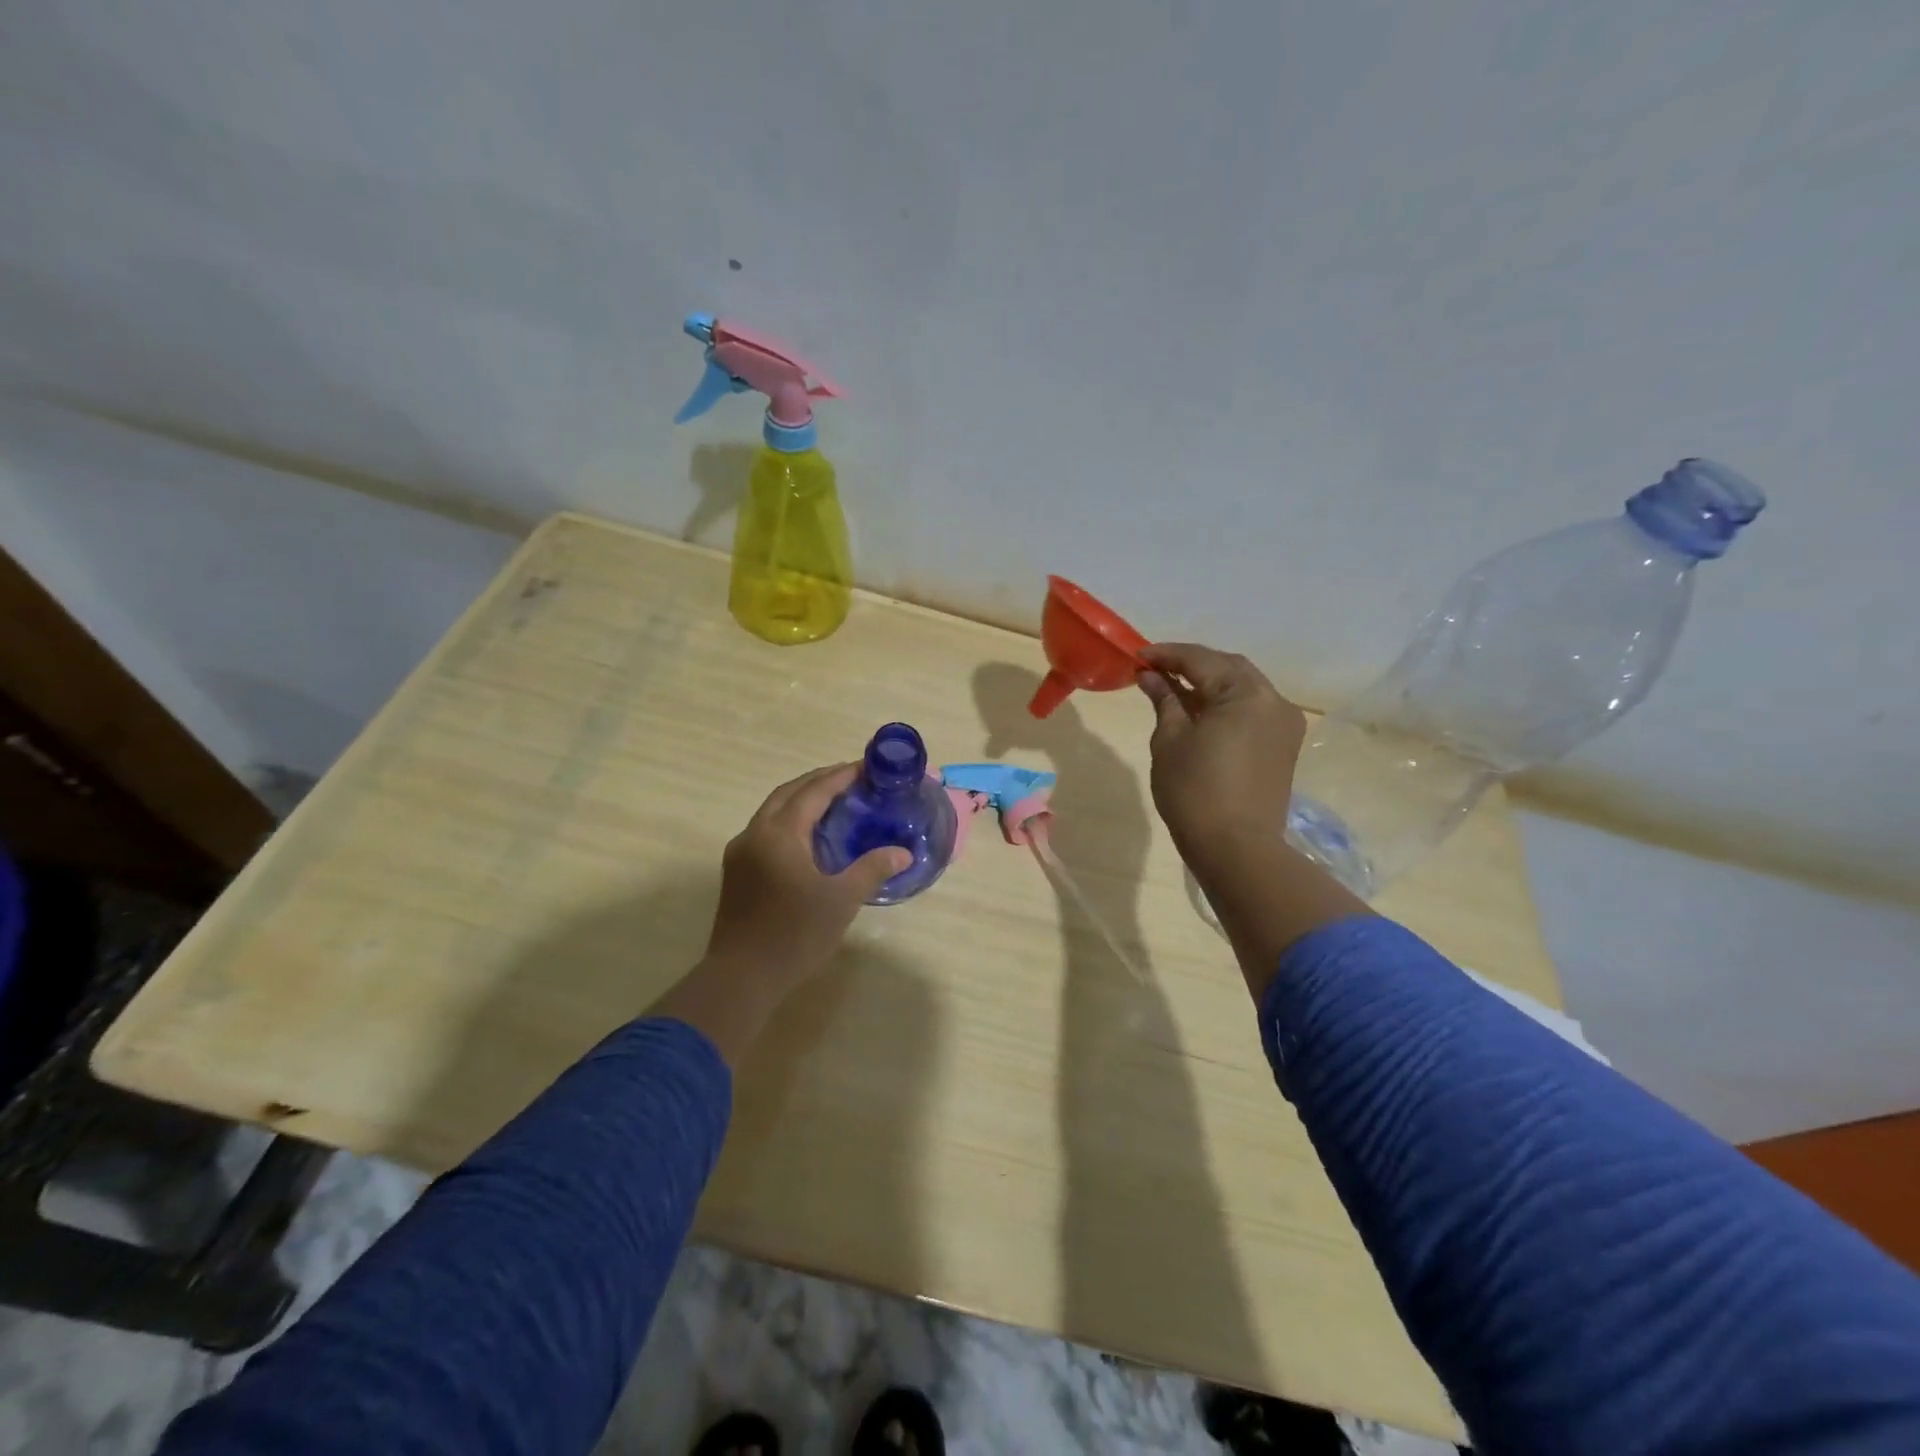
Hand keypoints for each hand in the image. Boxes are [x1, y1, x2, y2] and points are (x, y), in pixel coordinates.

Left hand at [654, 765, 909, 1064]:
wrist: (741, 977)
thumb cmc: (794, 935)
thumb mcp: (841, 900)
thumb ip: (872, 869)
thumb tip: (903, 853)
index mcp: (779, 833)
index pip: (814, 791)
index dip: (841, 776)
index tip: (866, 766)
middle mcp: (755, 833)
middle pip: (789, 793)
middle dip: (820, 781)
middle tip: (852, 779)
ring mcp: (741, 853)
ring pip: (773, 810)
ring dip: (802, 799)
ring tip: (834, 802)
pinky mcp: (737, 872)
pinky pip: (767, 830)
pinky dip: (790, 820)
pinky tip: (810, 836)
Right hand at [1138, 644, 1366, 999]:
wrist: (1236, 848)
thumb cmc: (1194, 791)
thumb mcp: (1170, 740)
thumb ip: (1164, 700)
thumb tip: (1150, 676)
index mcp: (1246, 693)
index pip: (1201, 660)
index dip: (1166, 655)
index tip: (1137, 656)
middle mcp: (1273, 700)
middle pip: (1228, 667)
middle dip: (1191, 664)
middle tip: (1155, 669)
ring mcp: (1283, 723)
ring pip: (1242, 687)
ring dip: (1209, 683)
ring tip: (1173, 688)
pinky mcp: (1283, 745)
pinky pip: (1251, 709)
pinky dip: (1225, 703)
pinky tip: (1199, 711)